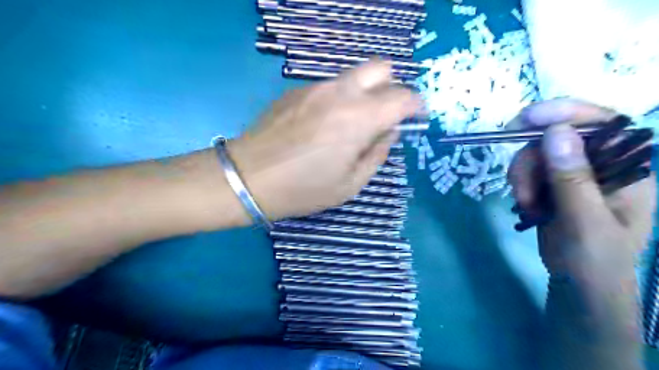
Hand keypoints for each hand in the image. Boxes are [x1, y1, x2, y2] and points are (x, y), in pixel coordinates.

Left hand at [225, 60, 422, 218]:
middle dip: (391, 87)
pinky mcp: (296, 90)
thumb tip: (389, 133)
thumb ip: (377, 154)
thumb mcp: (350, 184)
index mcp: (359, 118)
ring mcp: (315, 87)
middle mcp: (340, 93)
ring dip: (364, 93)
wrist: (248, 178)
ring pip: (353, 76)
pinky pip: (329, 86)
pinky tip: (323, 125)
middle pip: (380, 68)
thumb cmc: (303, 189)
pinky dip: (339, 99)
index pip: (402, 97)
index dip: (416, 105)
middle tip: (385, 115)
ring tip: (351, 124)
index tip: (416, 117)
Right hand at [506, 99, 652, 276]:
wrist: (578, 283)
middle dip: (531, 158)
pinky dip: (520, 184)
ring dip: (522, 176)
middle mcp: (600, 164)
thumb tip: (556, 131)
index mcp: (626, 168)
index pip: (602, 123)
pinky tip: (525, 205)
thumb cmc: (595, 259)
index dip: (565, 113)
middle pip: (557, 136)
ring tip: (526, 204)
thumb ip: (572, 178)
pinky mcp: (551, 183)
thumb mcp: (585, 221)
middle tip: (519, 185)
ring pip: (536, 153)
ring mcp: (573, 173)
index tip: (527, 118)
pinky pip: (528, 169)